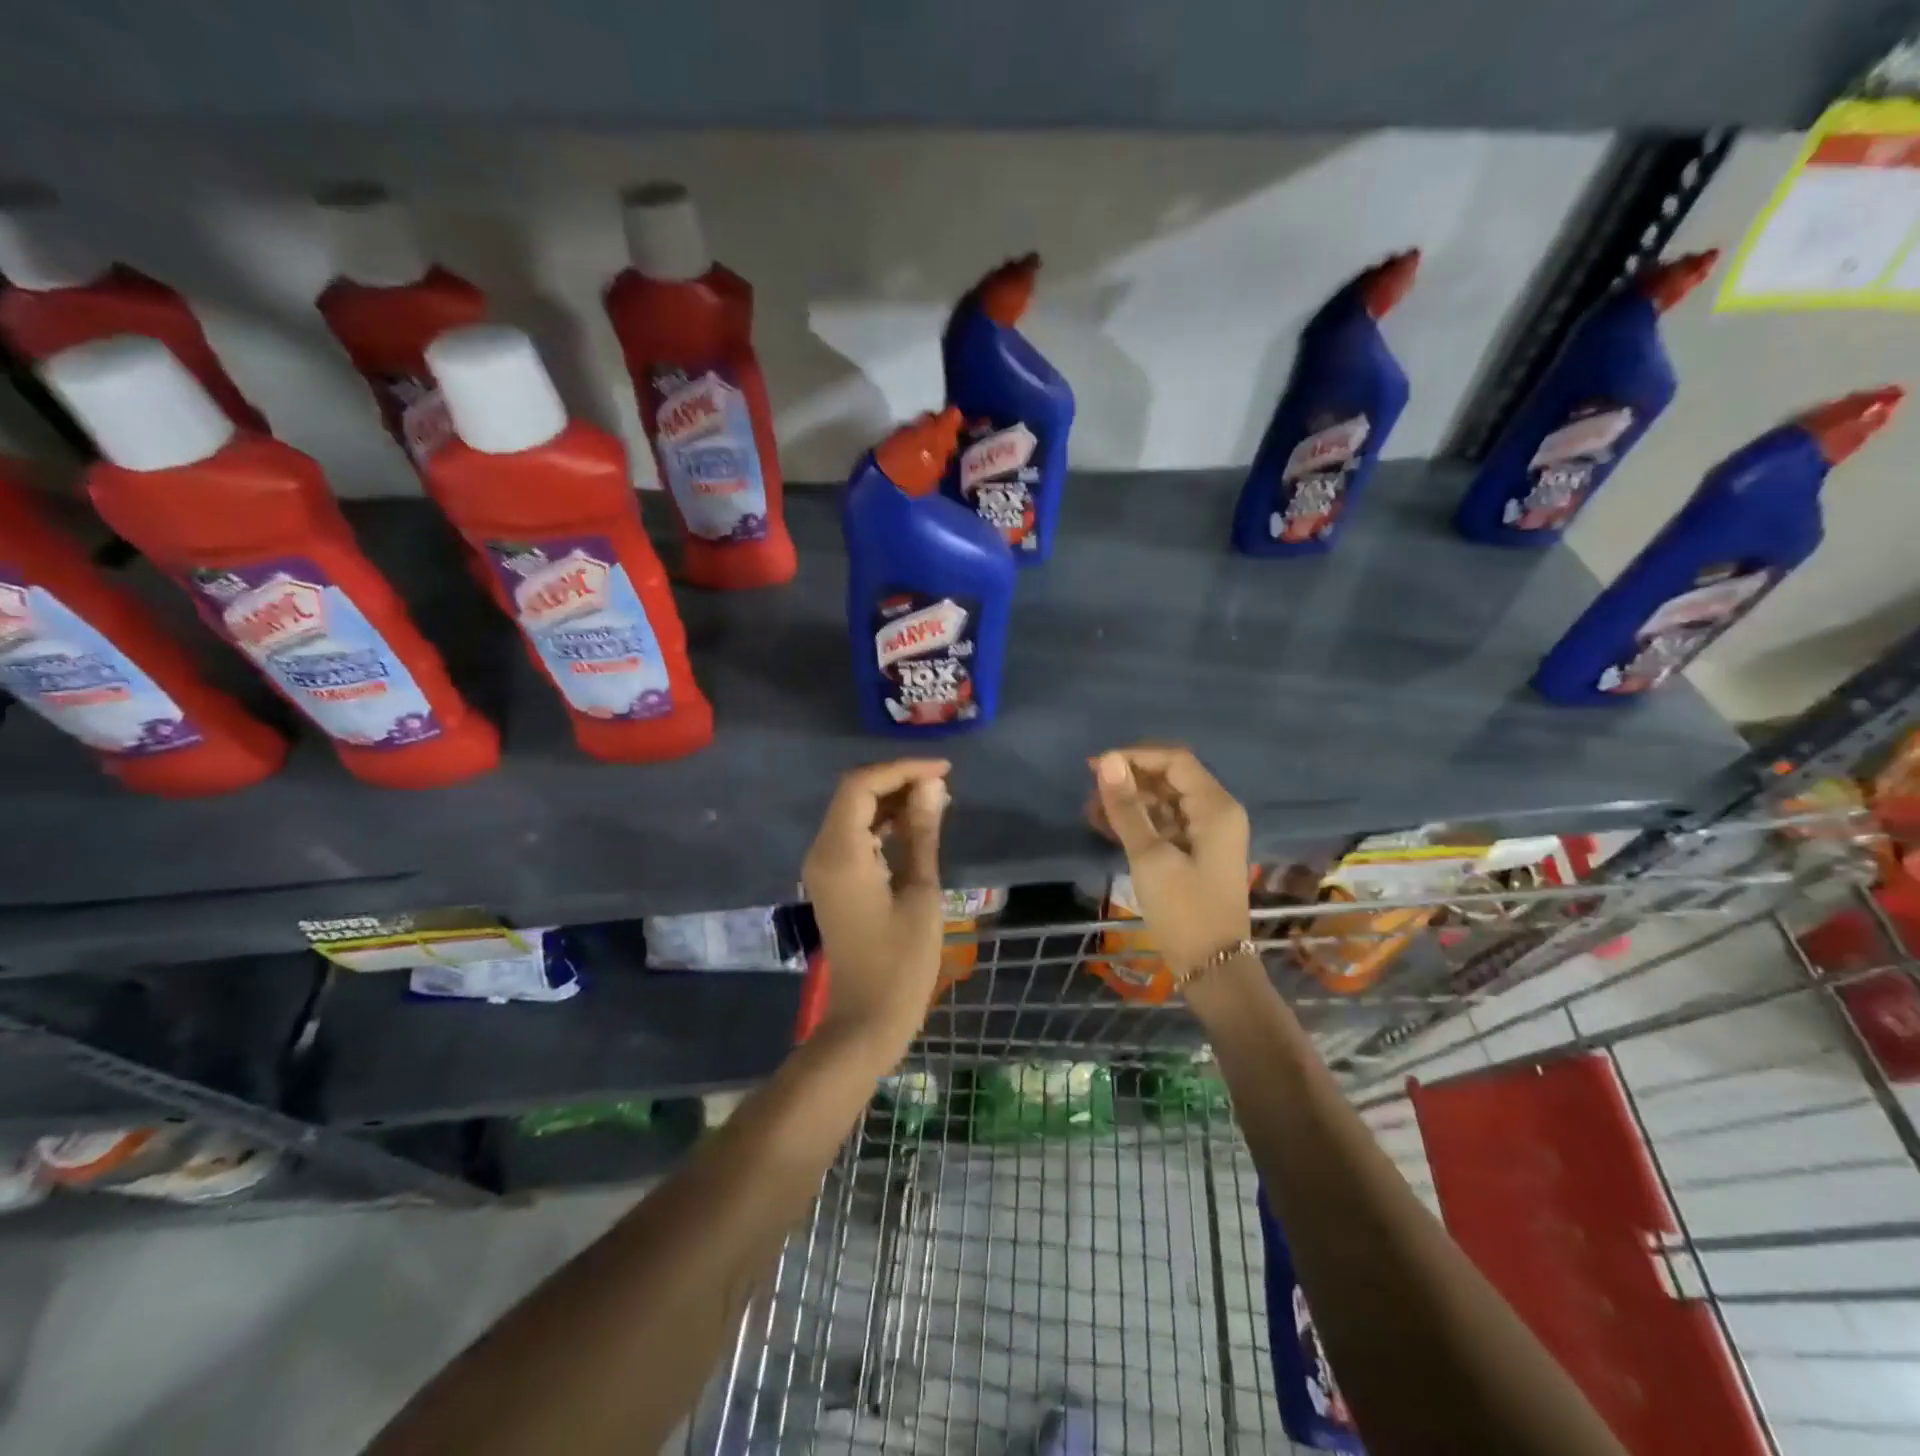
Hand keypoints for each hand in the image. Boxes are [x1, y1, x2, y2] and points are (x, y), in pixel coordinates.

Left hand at [802, 759, 951, 1053]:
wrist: (866, 1019)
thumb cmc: (901, 962)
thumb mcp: (921, 892)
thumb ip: (923, 833)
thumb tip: (932, 786)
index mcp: (841, 852)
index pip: (863, 785)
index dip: (902, 769)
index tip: (943, 771)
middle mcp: (822, 851)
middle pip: (854, 793)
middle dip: (897, 780)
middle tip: (943, 784)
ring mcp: (823, 866)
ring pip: (853, 812)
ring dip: (891, 800)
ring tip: (937, 800)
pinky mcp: (833, 880)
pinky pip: (854, 835)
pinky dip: (883, 823)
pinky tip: (916, 825)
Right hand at [1088, 746, 1250, 974]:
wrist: (1213, 968)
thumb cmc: (1185, 910)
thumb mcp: (1150, 857)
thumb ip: (1127, 807)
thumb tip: (1106, 761)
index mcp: (1215, 807)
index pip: (1175, 760)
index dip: (1135, 757)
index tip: (1096, 767)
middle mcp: (1216, 813)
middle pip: (1170, 778)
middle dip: (1130, 779)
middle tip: (1091, 790)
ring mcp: (1207, 834)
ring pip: (1164, 801)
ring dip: (1130, 802)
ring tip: (1091, 811)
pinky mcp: (1195, 853)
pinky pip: (1165, 824)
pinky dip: (1138, 822)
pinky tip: (1105, 827)